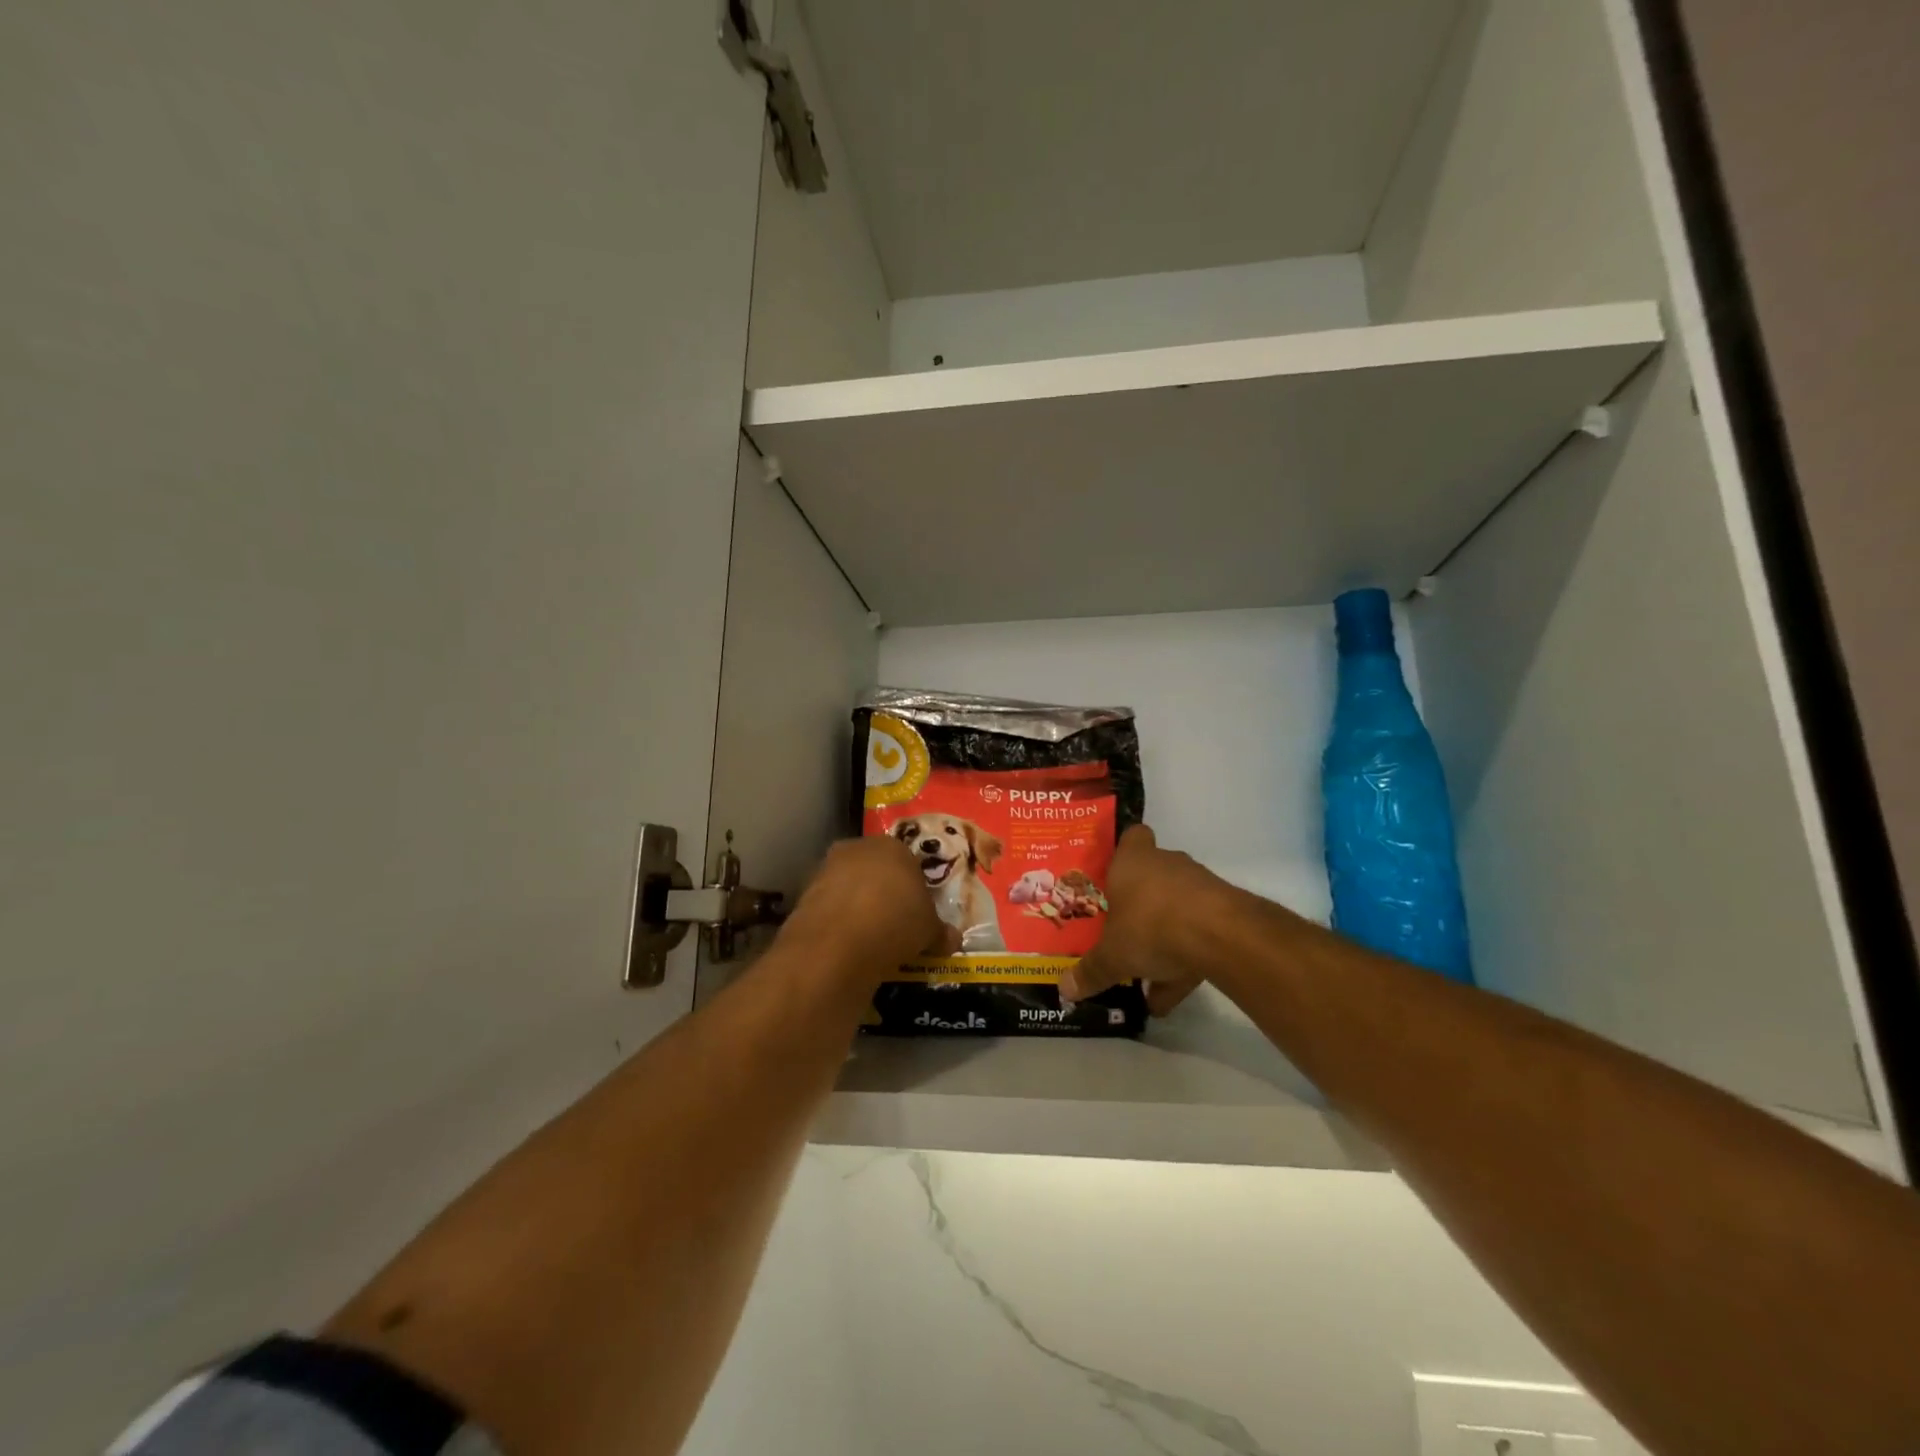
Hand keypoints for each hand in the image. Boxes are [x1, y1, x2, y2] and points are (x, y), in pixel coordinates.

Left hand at [783, 836, 942, 982]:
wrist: (838, 943)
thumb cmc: (896, 923)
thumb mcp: (929, 931)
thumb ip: (940, 932)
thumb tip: (951, 940)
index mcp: (894, 847)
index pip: (909, 861)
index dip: (914, 888)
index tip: (917, 912)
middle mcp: (858, 848)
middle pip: (876, 869)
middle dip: (884, 892)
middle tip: (894, 922)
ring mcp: (827, 868)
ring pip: (849, 886)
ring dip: (858, 905)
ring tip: (869, 937)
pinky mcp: (804, 893)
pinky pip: (830, 906)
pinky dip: (837, 921)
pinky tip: (846, 943)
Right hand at [1059, 826, 1236, 1014]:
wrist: (1221, 936)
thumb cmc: (1150, 927)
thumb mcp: (1111, 956)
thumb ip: (1090, 972)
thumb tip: (1065, 988)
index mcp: (1133, 862)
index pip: (1132, 837)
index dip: (1124, 850)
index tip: (1113, 874)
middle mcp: (1166, 865)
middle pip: (1152, 875)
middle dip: (1139, 903)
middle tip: (1122, 930)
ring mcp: (1199, 885)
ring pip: (1175, 908)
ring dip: (1163, 937)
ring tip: (1146, 978)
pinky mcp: (1225, 911)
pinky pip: (1198, 934)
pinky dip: (1184, 961)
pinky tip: (1168, 997)